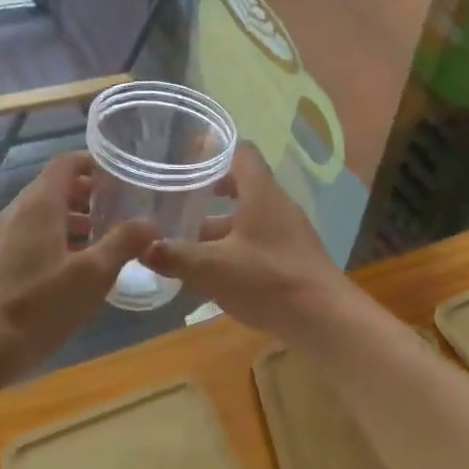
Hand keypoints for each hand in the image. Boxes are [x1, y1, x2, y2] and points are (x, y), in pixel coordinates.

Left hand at [0, 152, 157, 376]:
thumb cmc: (38, 305)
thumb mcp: (92, 275)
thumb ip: (123, 243)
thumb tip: (150, 223)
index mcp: (40, 204)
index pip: (67, 162)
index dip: (94, 163)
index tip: (121, 176)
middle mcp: (19, 211)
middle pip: (57, 186)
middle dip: (89, 193)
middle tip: (120, 209)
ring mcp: (5, 236)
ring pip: (46, 213)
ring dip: (75, 219)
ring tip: (105, 240)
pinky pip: (34, 235)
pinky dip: (59, 238)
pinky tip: (77, 268)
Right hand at [141, 143, 358, 342]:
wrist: (325, 320)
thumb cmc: (270, 281)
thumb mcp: (214, 268)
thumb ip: (177, 256)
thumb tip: (142, 247)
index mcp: (261, 193)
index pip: (241, 152)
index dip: (215, 149)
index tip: (186, 155)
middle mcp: (277, 205)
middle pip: (242, 184)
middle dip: (209, 190)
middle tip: (178, 196)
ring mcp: (288, 231)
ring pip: (248, 216)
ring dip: (219, 223)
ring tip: (185, 236)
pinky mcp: (291, 256)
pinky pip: (257, 239)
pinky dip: (233, 245)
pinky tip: (212, 268)